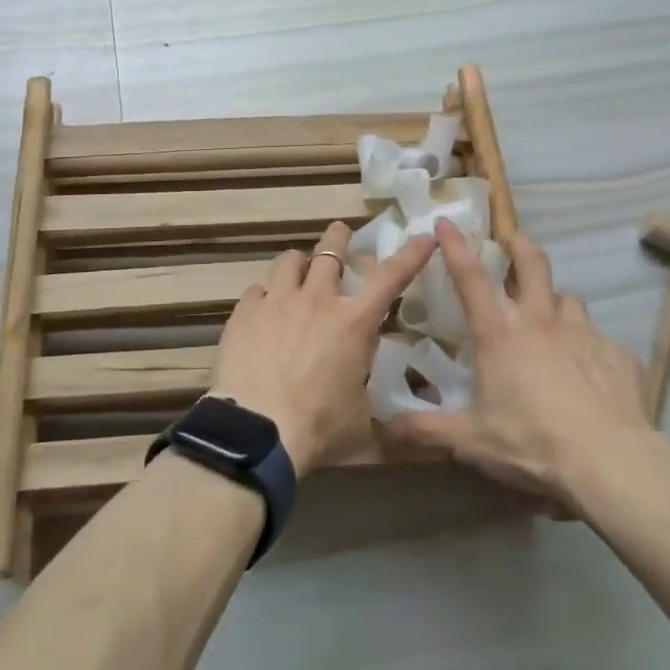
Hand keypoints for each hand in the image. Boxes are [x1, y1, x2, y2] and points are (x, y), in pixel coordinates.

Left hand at [209, 222, 434, 474]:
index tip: (424, 236)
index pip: (391, 277)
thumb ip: (385, 421)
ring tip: (297, 267)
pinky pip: (256, 290)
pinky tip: (262, 310)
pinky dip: (264, 296)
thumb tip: (410, 438)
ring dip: (298, 262)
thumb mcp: (363, 429)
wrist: (256, 431)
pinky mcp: (245, 311)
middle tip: (341, 232)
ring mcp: (277, 301)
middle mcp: (317, 301)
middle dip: (338, 238)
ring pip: (289, 261)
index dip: (411, 254)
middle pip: (330, 251)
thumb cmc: (318, 430)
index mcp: (353, 323)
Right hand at [386, 220, 669, 510]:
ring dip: (557, 303)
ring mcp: (584, 334)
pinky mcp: (620, 356)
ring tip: (553, 319)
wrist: (611, 464)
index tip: (445, 221)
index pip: (471, 278)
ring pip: (569, 300)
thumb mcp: (471, 442)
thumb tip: (384, 427)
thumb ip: (427, 430)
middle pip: (532, 264)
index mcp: (500, 334)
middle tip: (514, 242)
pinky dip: (593, 350)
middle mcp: (541, 322)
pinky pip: (604, 343)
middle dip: (520, 246)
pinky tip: (592, 374)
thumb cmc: (532, 444)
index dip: (456, 246)